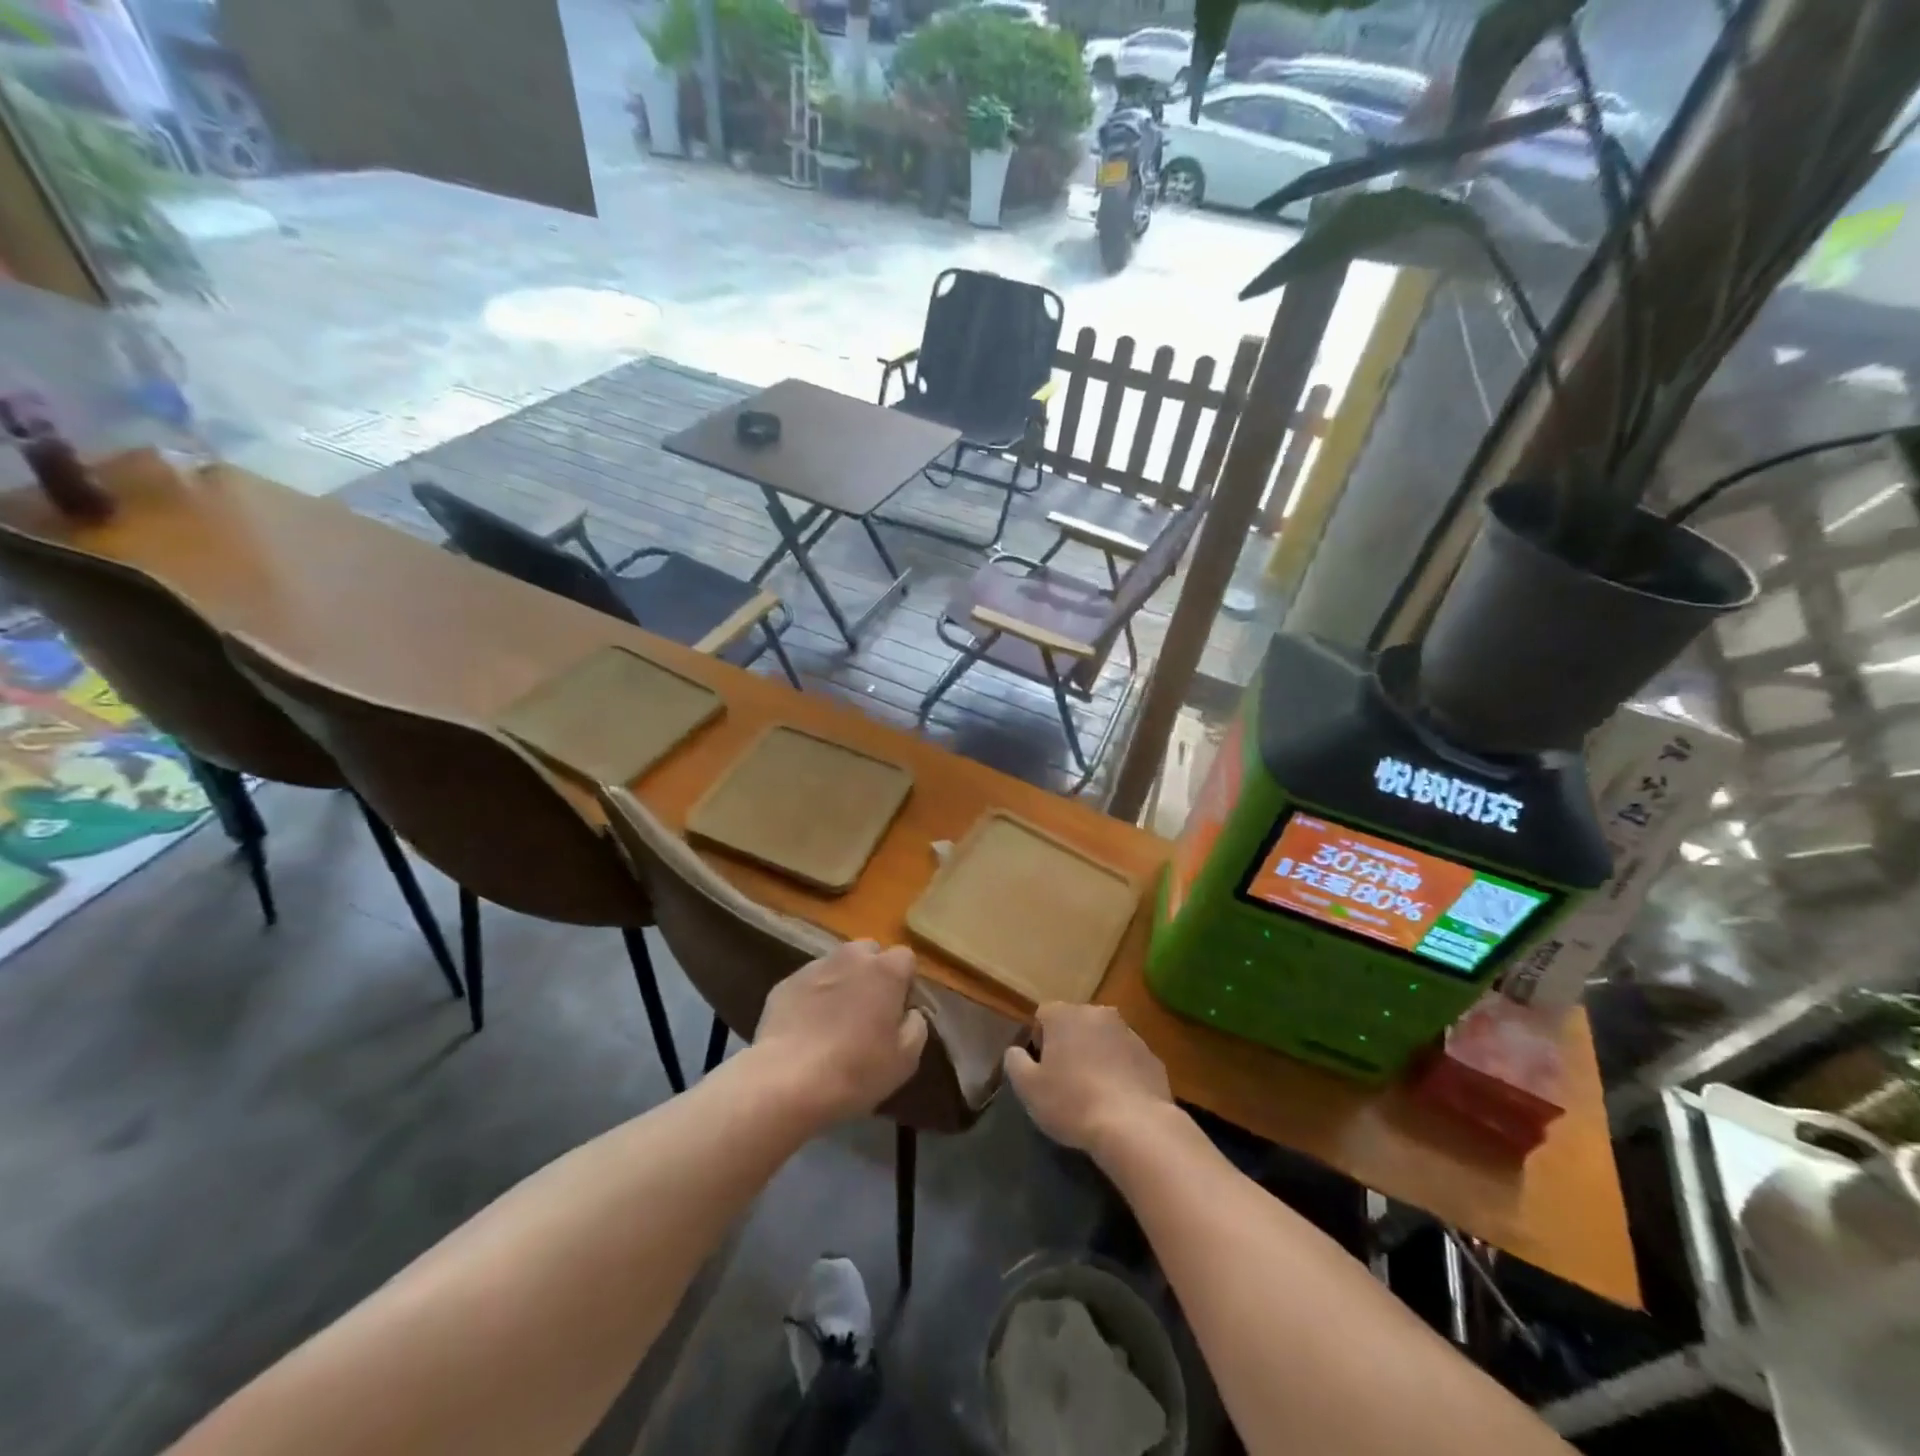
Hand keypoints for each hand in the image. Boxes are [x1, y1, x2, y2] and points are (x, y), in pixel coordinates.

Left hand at [752, 941, 928, 1123]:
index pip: (906, 958)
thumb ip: (916, 1026)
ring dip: (842, 983)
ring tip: (834, 1021)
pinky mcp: (785, 983)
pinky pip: (808, 983)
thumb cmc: (856, 1070)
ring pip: (837, 965)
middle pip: (869, 953)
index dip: (904, 983)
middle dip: (872, 974)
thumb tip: (910, 1012)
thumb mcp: (905, 1059)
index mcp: (886, 970)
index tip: (897, 1012)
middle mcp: (851, 957)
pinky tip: (806, 1030)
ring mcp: (814, 967)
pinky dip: (812, 997)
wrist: (786, 1081)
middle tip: (867, 1013)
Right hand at [1003, 1003, 1172, 1159]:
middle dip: (1070, 1045)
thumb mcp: (1028, 1088)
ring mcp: (1130, 1034)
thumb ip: (1015, 1062)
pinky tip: (1119, 1103)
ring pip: (1105, 1040)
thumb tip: (1016, 1051)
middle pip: (1077, 1024)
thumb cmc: (1072, 1103)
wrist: (1135, 1126)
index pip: (1043, 1015)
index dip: (1039, 1041)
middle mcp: (1099, 1014)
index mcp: (1066, 1014)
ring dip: (1098, 1057)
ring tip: (1094, 1095)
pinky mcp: (1153, 1058)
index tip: (1042, 1070)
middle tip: (1066, 1081)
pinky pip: (1128, 1060)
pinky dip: (1122, 1073)